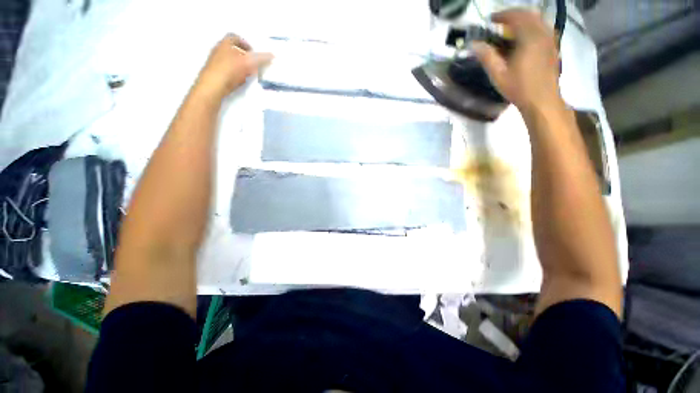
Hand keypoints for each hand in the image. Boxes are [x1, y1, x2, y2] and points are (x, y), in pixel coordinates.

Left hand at [195, 34, 272, 99]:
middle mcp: (219, 49)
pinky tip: (241, 80)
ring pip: (231, 60)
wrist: (212, 86)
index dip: (246, 43)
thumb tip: (273, 55)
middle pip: (234, 49)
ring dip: (241, 65)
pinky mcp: (216, 73)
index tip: (254, 52)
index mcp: (225, 43)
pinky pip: (228, 70)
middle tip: (254, 63)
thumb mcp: (248, 63)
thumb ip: (261, 59)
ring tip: (249, 73)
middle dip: (245, 55)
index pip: (236, 37)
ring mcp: (216, 61)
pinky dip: (236, 73)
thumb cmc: (230, 70)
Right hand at [471, 10, 561, 111]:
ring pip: (538, 20)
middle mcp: (542, 34)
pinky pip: (544, 28)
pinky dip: (533, 26)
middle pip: (529, 14)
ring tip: (512, 28)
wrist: (542, 100)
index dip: (502, 15)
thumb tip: (474, 44)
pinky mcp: (553, 47)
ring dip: (524, 19)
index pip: (516, 17)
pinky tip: (525, 37)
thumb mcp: (498, 74)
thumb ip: (487, 57)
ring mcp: (550, 39)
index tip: (491, 19)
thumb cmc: (519, 88)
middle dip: (514, 14)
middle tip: (500, 22)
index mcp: (529, 38)